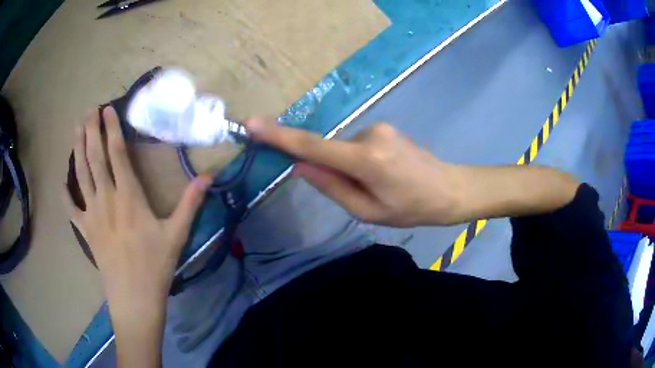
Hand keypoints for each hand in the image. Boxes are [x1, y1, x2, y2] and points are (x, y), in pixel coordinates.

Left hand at [63, 107, 211, 315]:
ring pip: (81, 174)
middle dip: (91, 130)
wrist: (135, 297)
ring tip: (76, 129)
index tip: (107, 109)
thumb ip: (190, 203)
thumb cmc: (156, 266)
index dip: (112, 129)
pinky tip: (63, 181)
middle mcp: (106, 198)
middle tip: (89, 110)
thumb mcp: (177, 234)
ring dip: (77, 150)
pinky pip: (71, 208)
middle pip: (95, 157)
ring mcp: (92, 214)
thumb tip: (209, 176)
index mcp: (128, 196)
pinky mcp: (85, 231)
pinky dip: (66, 193)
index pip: (117, 153)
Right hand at [244, 117, 463, 226]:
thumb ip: (332, 187)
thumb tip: (301, 167)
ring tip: (380, 185)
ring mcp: (379, 127)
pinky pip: (358, 144)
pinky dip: (360, 160)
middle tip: (363, 192)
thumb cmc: (412, 208)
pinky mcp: (384, 127)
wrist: (449, 189)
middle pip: (331, 151)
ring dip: (350, 167)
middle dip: (333, 171)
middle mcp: (369, 134)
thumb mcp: (368, 211)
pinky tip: (385, 173)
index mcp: (366, 160)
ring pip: (345, 149)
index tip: (252, 125)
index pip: (312, 146)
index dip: (280, 136)